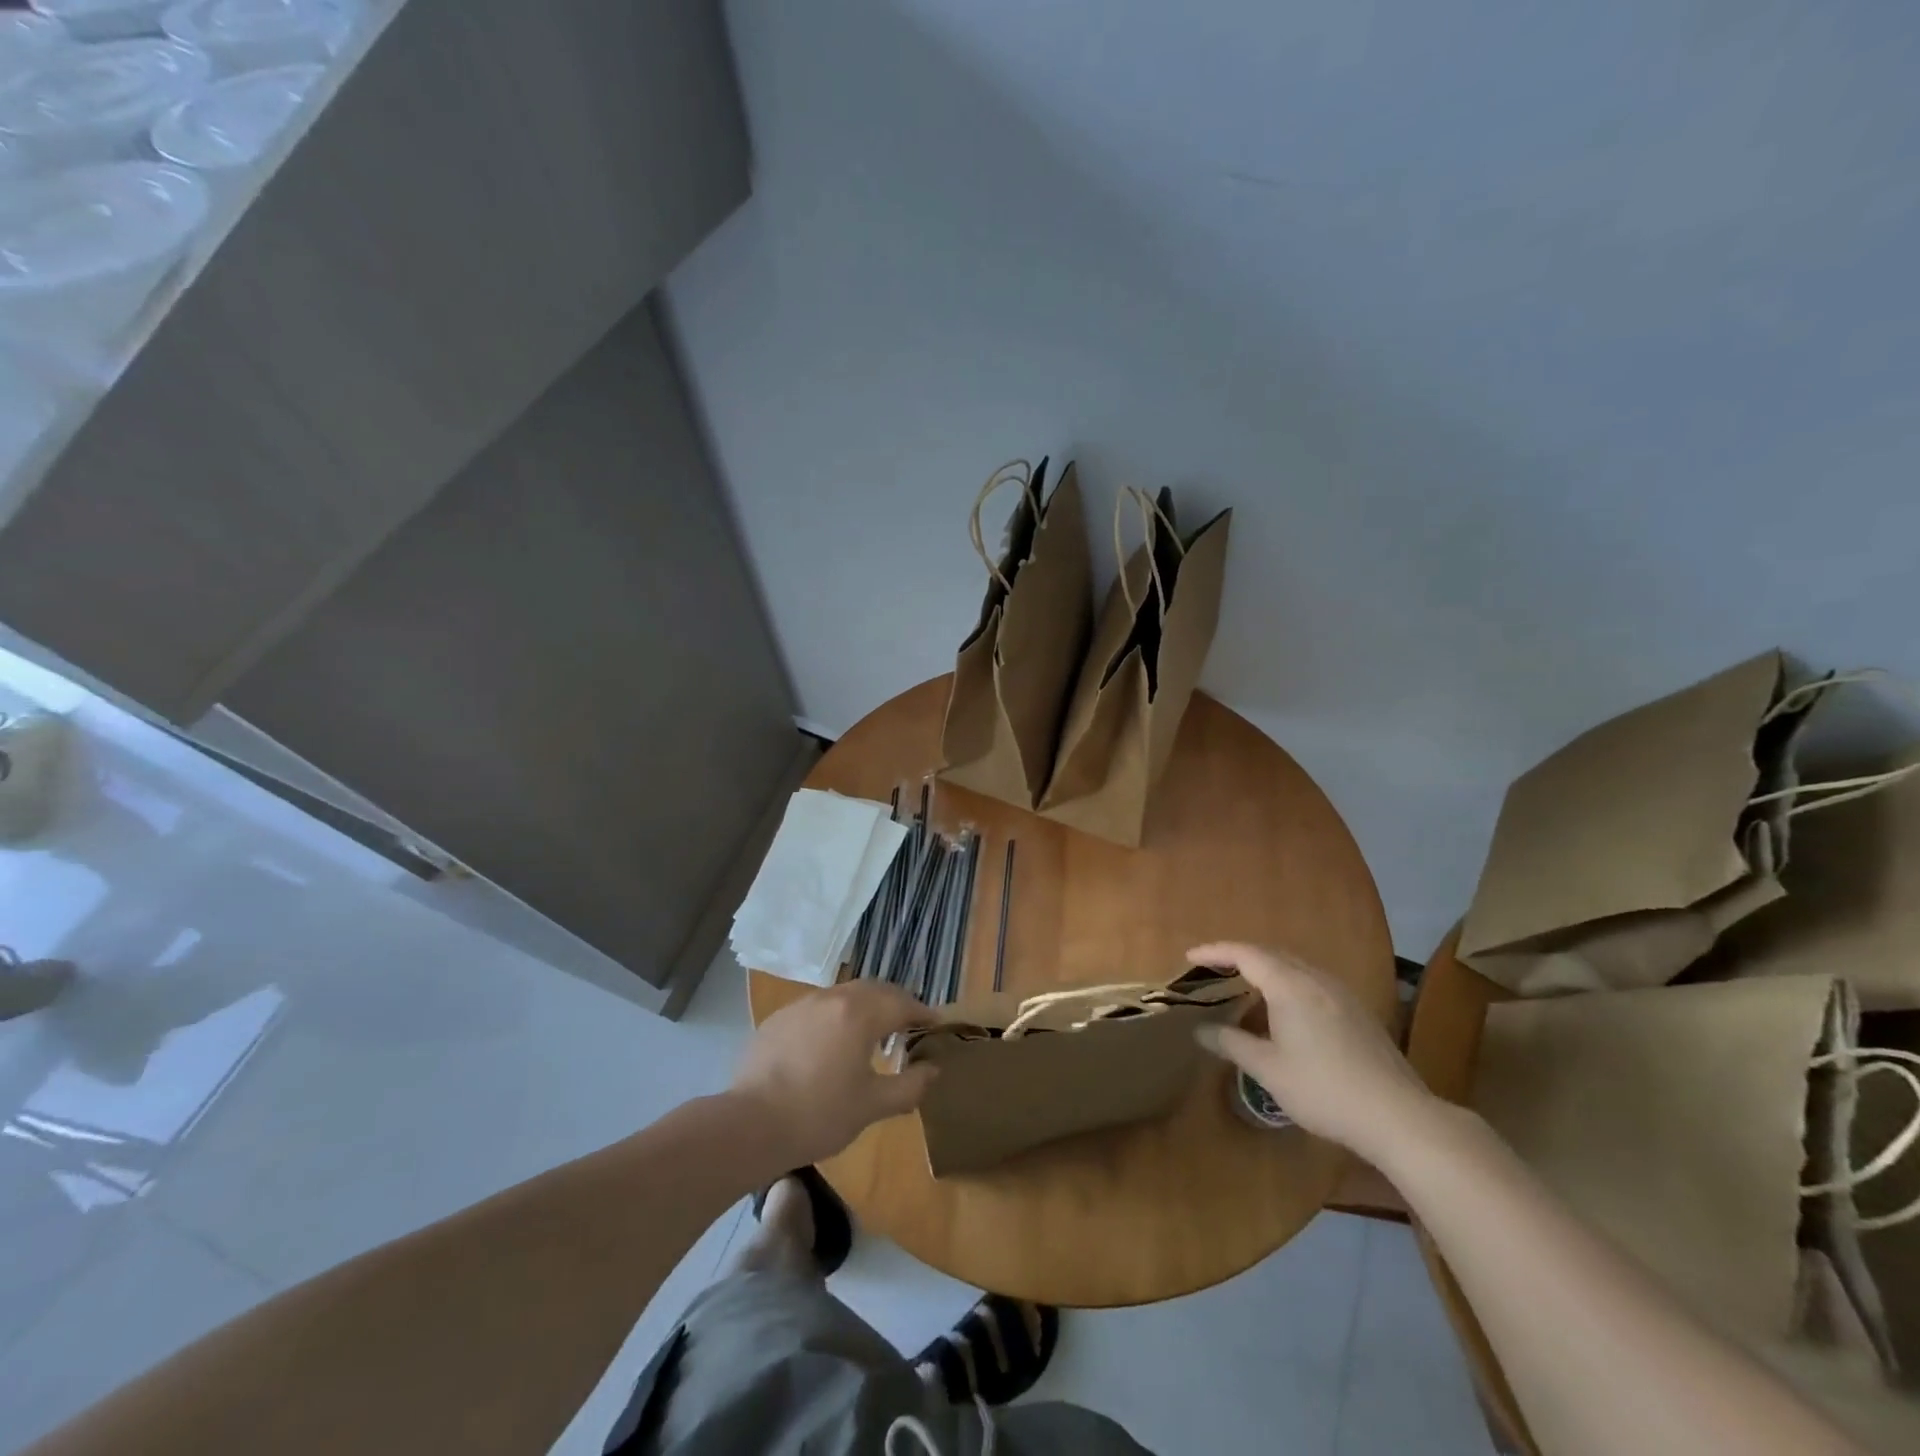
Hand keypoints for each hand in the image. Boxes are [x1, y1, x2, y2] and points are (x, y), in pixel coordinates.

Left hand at [731, 981, 938, 1167]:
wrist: (750, 1125)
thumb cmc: (819, 1114)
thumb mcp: (873, 1105)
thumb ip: (910, 1085)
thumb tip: (933, 1070)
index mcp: (859, 1013)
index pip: (901, 1002)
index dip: (922, 1012)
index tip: (935, 1022)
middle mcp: (832, 998)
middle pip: (873, 990)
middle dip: (895, 1002)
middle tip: (907, 1023)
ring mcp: (802, 1005)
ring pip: (843, 995)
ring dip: (864, 1006)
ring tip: (871, 1032)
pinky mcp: (778, 1019)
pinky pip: (817, 1008)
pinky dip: (835, 1017)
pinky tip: (831, 1044)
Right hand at [1189, 941, 1435, 1163]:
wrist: (1397, 1115)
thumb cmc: (1323, 1089)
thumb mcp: (1268, 1069)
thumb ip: (1231, 1043)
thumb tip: (1200, 1030)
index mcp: (1289, 985)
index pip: (1244, 953)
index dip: (1215, 951)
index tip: (1189, 956)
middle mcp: (1315, 978)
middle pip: (1270, 953)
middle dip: (1238, 956)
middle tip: (1213, 969)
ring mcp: (1340, 993)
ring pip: (1294, 966)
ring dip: (1265, 968)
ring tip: (1243, 985)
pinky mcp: (1356, 1011)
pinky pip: (1311, 980)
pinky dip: (1286, 982)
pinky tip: (1284, 1009)